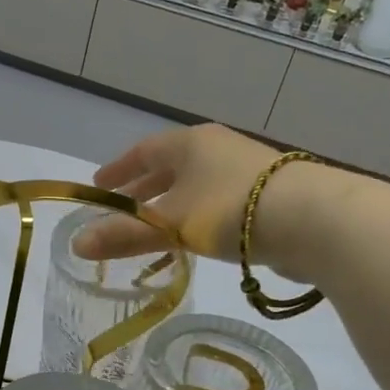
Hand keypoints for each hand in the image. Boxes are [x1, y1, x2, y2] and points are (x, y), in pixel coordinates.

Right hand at [75, 123, 279, 263]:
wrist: (314, 219)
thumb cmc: (230, 210)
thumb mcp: (170, 225)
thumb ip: (124, 235)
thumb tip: (75, 245)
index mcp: (189, 144)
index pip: (143, 152)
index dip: (118, 170)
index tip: (98, 186)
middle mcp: (217, 148)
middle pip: (170, 167)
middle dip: (143, 190)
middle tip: (120, 210)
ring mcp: (246, 169)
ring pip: (196, 185)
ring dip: (172, 205)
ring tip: (156, 228)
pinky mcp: (269, 194)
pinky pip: (219, 201)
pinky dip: (199, 216)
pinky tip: (199, 238)